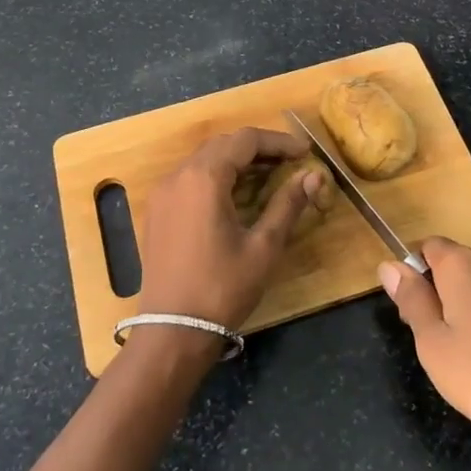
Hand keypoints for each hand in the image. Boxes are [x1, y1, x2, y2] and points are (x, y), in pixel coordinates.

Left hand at [137, 128, 320, 331]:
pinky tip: (237, 195)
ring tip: (269, 176)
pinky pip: (190, 178)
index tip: (305, 153)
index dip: (278, 142)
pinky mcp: (158, 211)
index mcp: (204, 178)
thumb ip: (287, 205)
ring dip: (237, 161)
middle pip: (223, 144)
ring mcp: (163, 193)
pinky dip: (216, 176)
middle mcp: (179, 176)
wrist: (173, 330)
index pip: (245, 140)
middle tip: (290, 162)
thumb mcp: (263, 247)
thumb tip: (313, 176)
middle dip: (258, 148)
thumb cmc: (222, 288)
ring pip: (204, 159)